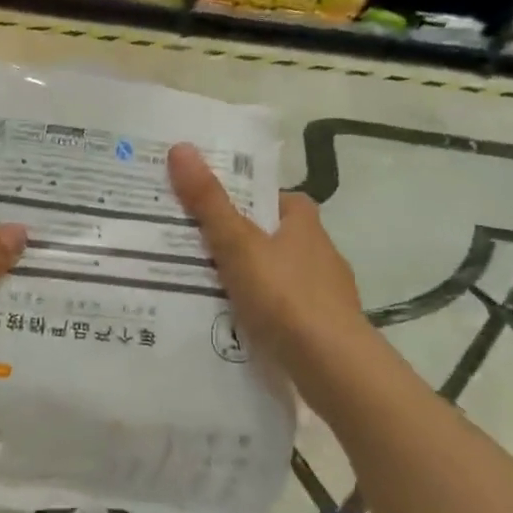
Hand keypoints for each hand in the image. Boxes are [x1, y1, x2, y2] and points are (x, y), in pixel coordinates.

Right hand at [168, 143, 368, 407]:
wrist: (332, 365)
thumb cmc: (285, 295)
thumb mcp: (238, 244)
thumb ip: (209, 202)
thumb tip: (181, 147)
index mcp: (305, 222)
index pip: (274, 198)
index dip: (245, 200)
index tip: (210, 209)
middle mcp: (320, 251)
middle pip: (273, 236)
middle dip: (242, 242)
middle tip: (196, 248)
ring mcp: (326, 291)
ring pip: (278, 275)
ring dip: (251, 279)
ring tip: (206, 287)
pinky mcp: (323, 326)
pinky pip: (283, 309)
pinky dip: (262, 311)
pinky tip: (236, 323)